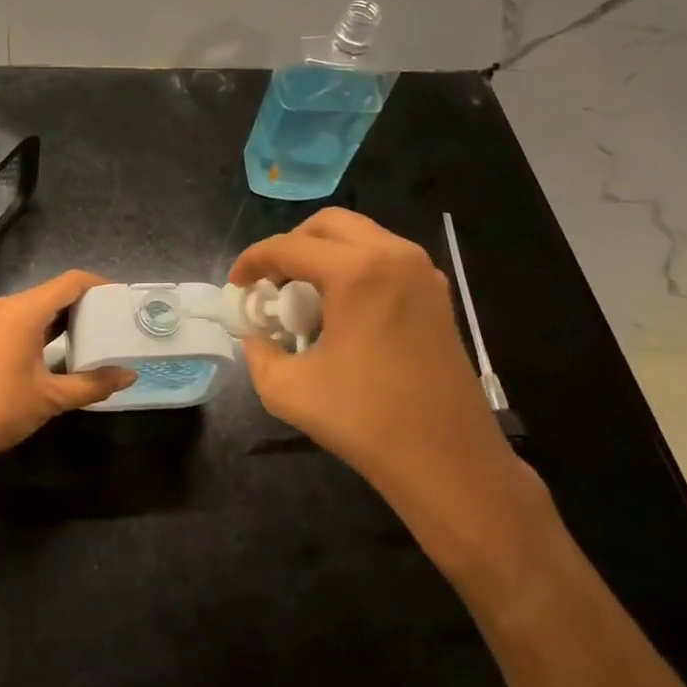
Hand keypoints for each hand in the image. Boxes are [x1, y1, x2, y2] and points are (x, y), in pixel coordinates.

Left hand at [0, 270, 135, 471]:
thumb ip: (94, 383)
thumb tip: (130, 375)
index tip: (124, 298)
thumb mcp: (52, 397)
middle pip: (57, 290)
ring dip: (70, 314)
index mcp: (25, 311)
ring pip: (42, 305)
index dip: (100, 284)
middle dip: (88, 300)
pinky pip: (30, 318)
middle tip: (118, 316)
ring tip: (102, 329)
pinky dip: (52, 325)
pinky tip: (72, 343)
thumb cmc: (2, 409)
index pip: (71, 282)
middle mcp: (10, 306)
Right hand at [231, 209, 530, 540]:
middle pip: (328, 225)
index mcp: (357, 272)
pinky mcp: (437, 294)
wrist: (450, 462)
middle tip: (271, 281)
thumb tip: (256, 336)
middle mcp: (393, 256)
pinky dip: (355, 266)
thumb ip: (258, 354)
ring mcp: (422, 272)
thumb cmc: (367, 421)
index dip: (253, 260)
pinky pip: (385, 258)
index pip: (289, 247)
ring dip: (324, 253)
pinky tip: (343, 308)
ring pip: (360, 236)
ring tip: (304, 295)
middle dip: (291, 245)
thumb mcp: (288, 390)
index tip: (236, 284)